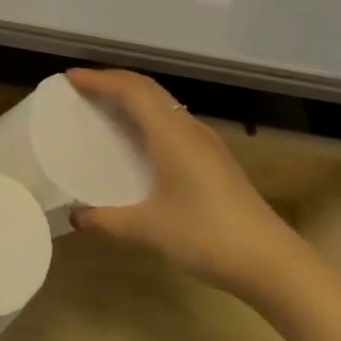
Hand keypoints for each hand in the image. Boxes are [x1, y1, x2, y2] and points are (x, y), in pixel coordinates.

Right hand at [64, 67, 298, 293]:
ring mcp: (206, 143)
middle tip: (83, 87)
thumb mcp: (149, 229)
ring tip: (105, 106)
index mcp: (171, 135)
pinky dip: (148, 116)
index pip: (131, 90)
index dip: (99, 79)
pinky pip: (173, 121)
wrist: (271, 262)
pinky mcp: (215, 159)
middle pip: (148, 88)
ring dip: (133, 96)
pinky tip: (139, 140)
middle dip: (114, 80)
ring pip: (164, 103)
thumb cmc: (206, 236)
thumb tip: (75, 217)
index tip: (70, 79)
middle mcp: (189, 129)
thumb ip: (108, 220)